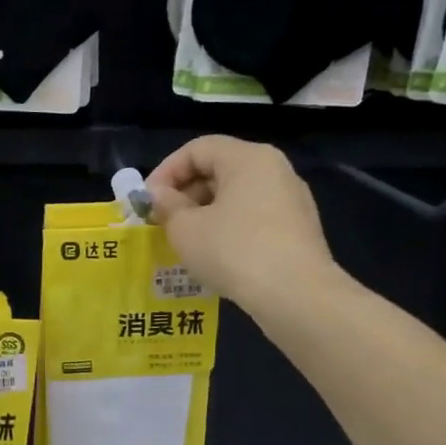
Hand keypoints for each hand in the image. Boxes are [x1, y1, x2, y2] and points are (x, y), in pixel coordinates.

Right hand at [147, 136, 341, 311]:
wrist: (296, 295)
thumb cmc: (234, 251)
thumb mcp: (186, 229)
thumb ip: (167, 206)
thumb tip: (159, 195)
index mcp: (248, 158)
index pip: (197, 149)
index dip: (166, 171)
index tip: (147, 201)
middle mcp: (275, 170)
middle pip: (220, 169)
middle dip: (185, 194)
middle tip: (162, 222)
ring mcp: (291, 200)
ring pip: (237, 196)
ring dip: (204, 213)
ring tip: (184, 241)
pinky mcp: (298, 229)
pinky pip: (254, 218)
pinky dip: (228, 228)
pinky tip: (214, 256)